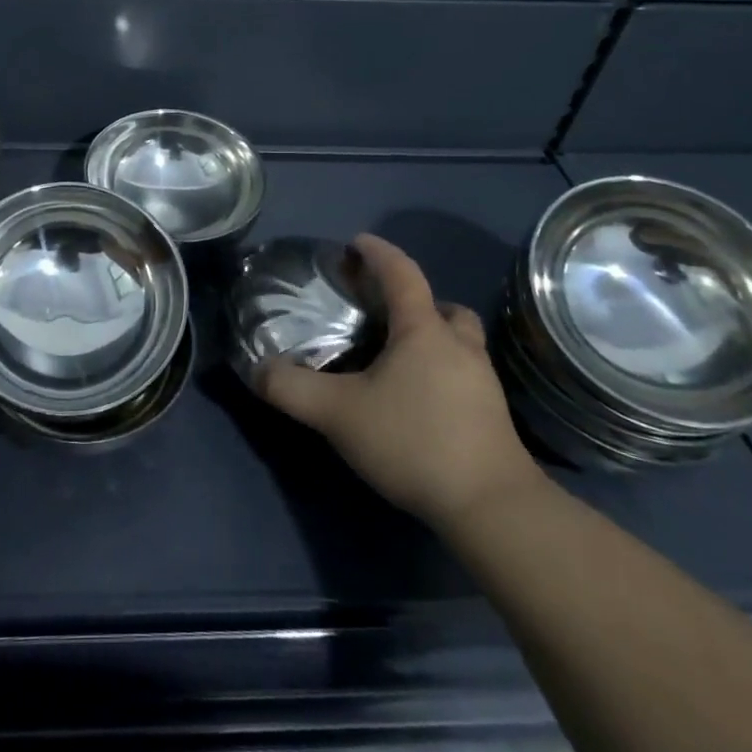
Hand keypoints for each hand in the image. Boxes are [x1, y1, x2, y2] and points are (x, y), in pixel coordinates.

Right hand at [259, 233, 544, 529]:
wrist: (493, 509)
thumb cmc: (415, 441)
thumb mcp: (339, 414)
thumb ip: (293, 389)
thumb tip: (258, 370)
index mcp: (423, 330)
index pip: (402, 273)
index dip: (378, 253)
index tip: (357, 242)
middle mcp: (459, 346)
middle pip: (443, 307)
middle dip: (415, 302)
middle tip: (385, 314)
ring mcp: (483, 382)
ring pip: (460, 342)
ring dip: (434, 338)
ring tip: (400, 359)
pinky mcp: (493, 417)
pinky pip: (465, 376)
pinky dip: (443, 373)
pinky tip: (420, 401)